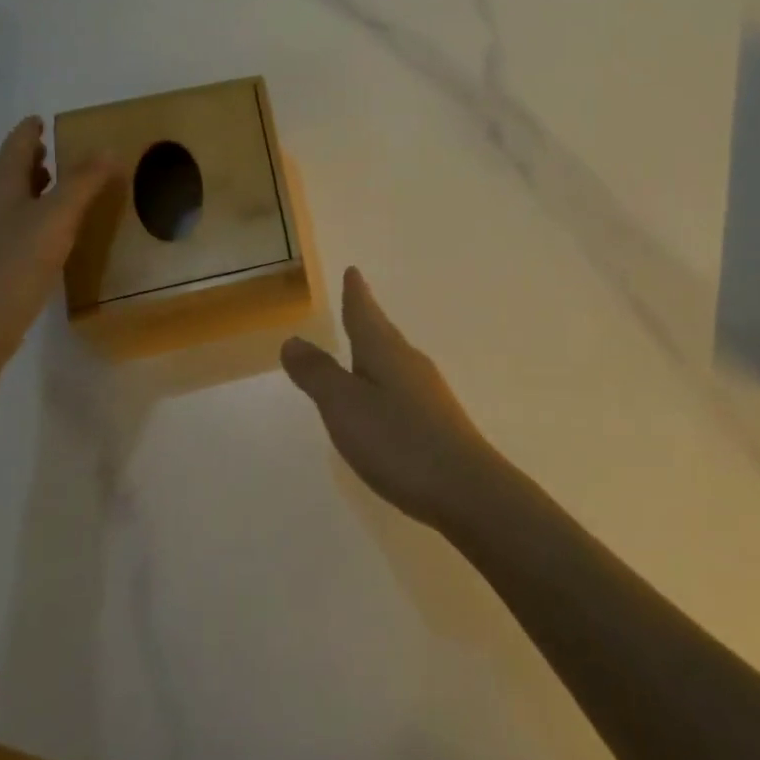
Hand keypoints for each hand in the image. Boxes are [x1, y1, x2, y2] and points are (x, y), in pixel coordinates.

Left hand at [0, 116, 116, 375]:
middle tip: (54, 151)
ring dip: (31, 190)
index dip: (29, 133)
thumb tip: (106, 148)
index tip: (40, 120)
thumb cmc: (14, 265)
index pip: (15, 149)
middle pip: (8, 174)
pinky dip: (31, 218)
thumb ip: (82, 183)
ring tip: (57, 189)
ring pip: (9, 202)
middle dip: (31, 161)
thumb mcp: (57, 219)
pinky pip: (11, 228)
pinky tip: (47, 235)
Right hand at [281, 268, 505, 531]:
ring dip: (376, 349)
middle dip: (366, 318)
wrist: (465, 487)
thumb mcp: (345, 407)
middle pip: (382, 332)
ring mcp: (428, 391)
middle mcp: (410, 362)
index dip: (355, 293)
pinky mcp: (437, 419)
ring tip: (363, 347)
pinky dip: (386, 380)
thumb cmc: (398, 441)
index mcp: (385, 351)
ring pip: (394, 359)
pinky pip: (403, 385)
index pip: (365, 313)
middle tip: (355, 302)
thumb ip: (318, 374)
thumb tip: (293, 339)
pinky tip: (385, 399)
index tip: (353, 271)